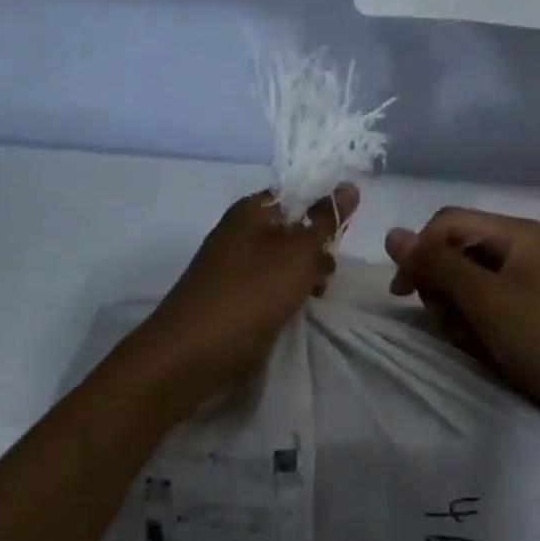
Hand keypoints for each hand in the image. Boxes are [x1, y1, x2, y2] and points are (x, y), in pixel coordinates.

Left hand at [143, 183, 357, 401]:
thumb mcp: (298, 253)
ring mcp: (231, 264)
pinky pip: (266, 284)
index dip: (324, 210)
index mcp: (251, 209)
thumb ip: (325, 221)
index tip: (343, 235)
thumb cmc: (251, 293)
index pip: (297, 195)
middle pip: (290, 228)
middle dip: (316, 248)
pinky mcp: (229, 296)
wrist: (191, 354)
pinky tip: (294, 310)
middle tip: (328, 271)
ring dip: (303, 273)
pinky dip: (284, 293)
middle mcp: (238, 230)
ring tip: (316, 295)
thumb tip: (349, 186)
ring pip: (281, 259)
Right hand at [385, 208, 539, 439]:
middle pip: (456, 250)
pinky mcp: (527, 311)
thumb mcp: (484, 298)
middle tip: (443, 319)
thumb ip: (436, 263)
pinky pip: (483, 304)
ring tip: (466, 338)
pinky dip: (473, 323)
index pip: (447, 223)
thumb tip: (392, 235)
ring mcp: (525, 281)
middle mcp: (520, 248)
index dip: (420, 250)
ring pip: (465, 281)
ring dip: (454, 309)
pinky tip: (479, 347)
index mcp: (516, 233)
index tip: (403, 292)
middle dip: (440, 284)